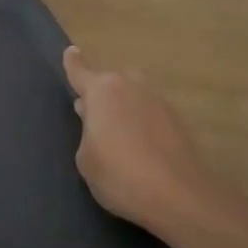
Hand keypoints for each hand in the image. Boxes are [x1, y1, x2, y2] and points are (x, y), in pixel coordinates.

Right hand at [63, 46, 221, 235]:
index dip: (73, 63)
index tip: (71, 52)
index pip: (80, 71)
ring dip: (123, 108)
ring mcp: (157, 100)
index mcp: (102, 91)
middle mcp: (131, 86)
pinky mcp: (176, 118)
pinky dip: (141, 122)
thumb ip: (87, 131)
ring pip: (132, 95)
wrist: (177, 195)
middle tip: (92, 118)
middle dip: (101, 94)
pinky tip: (140, 147)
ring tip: (117, 135)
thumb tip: (97, 119)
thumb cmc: (119, 175)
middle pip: (110, 83)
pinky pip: (149, 112)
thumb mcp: (86, 159)